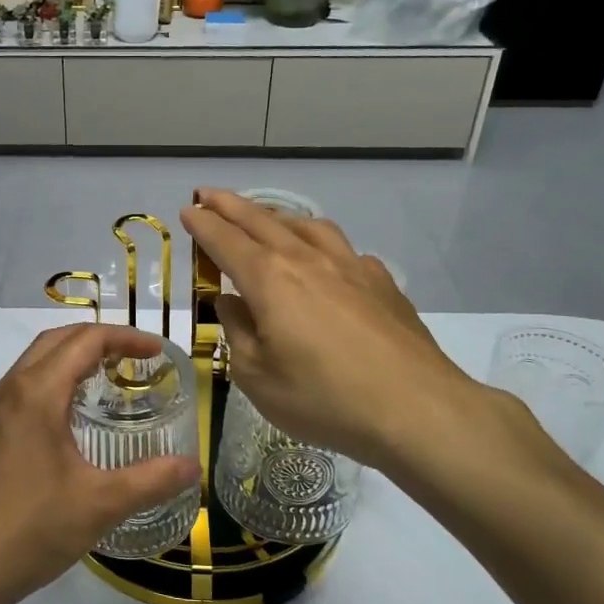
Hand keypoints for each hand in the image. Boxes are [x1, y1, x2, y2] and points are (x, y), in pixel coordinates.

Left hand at [0, 323, 200, 603]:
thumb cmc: (29, 529)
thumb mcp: (100, 504)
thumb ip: (151, 480)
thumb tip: (193, 467)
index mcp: (36, 393)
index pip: (85, 341)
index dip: (125, 338)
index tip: (157, 352)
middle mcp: (8, 391)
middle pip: (55, 341)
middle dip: (97, 340)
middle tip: (134, 359)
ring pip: (33, 364)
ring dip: (70, 360)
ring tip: (106, 383)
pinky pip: (20, 390)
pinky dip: (51, 384)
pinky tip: (67, 422)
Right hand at [180, 189, 570, 499]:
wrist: (415, 409)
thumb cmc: (324, 399)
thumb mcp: (257, 377)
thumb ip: (237, 331)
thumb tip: (229, 302)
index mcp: (269, 279)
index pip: (225, 240)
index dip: (202, 223)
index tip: (188, 210)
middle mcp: (307, 260)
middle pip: (261, 221)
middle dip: (230, 205)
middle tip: (209, 194)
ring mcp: (350, 266)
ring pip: (306, 226)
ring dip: (276, 216)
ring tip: (264, 219)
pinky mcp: (381, 282)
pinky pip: (342, 249)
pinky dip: (320, 243)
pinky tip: (324, 260)